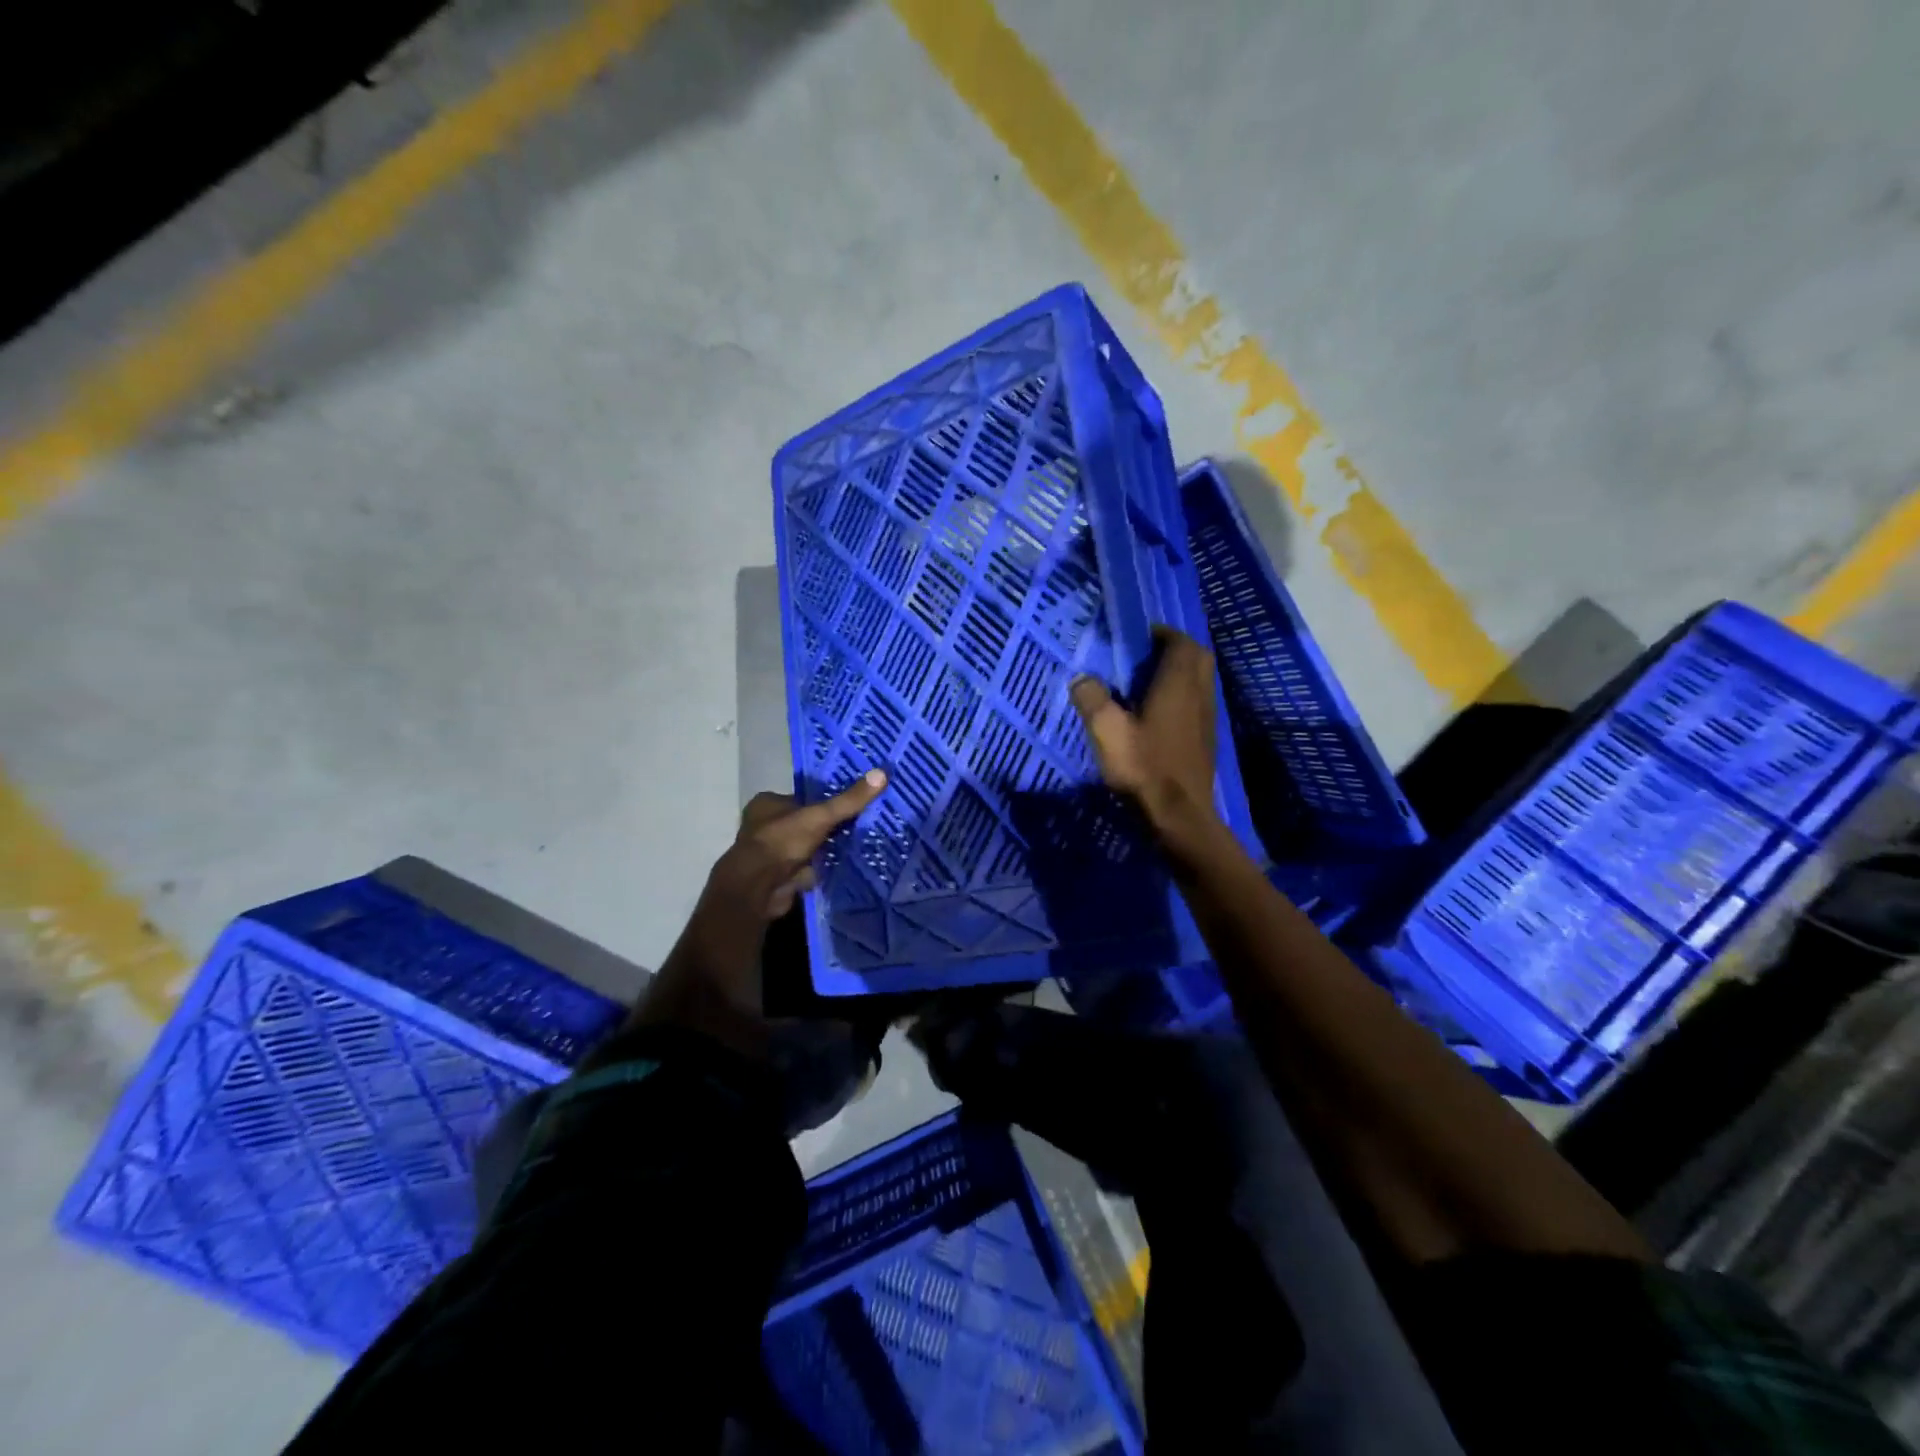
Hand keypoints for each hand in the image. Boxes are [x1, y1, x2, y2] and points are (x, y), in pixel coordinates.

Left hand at [634, 770, 887, 1052]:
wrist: (752, 894)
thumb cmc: (778, 846)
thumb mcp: (818, 818)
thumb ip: (848, 801)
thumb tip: (883, 773)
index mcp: (766, 807)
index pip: (801, 799)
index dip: (825, 802)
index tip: (853, 806)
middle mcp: (763, 830)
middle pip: (803, 826)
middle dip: (826, 831)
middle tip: (861, 829)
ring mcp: (768, 859)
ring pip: (804, 851)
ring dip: (824, 855)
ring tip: (859, 851)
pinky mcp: (776, 883)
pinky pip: (804, 874)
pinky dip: (819, 875)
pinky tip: (842, 876)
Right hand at [1070, 626, 1219, 835]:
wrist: (1179, 818)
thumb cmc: (1144, 769)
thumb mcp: (1107, 732)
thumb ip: (1092, 699)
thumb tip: (1082, 678)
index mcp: (1178, 685)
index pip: (1181, 642)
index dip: (1161, 633)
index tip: (1135, 637)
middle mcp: (1199, 695)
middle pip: (1197, 658)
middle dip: (1174, 649)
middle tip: (1142, 657)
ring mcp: (1207, 719)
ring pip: (1199, 681)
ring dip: (1178, 674)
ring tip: (1145, 683)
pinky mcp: (1205, 740)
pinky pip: (1197, 703)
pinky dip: (1180, 697)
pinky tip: (1155, 715)